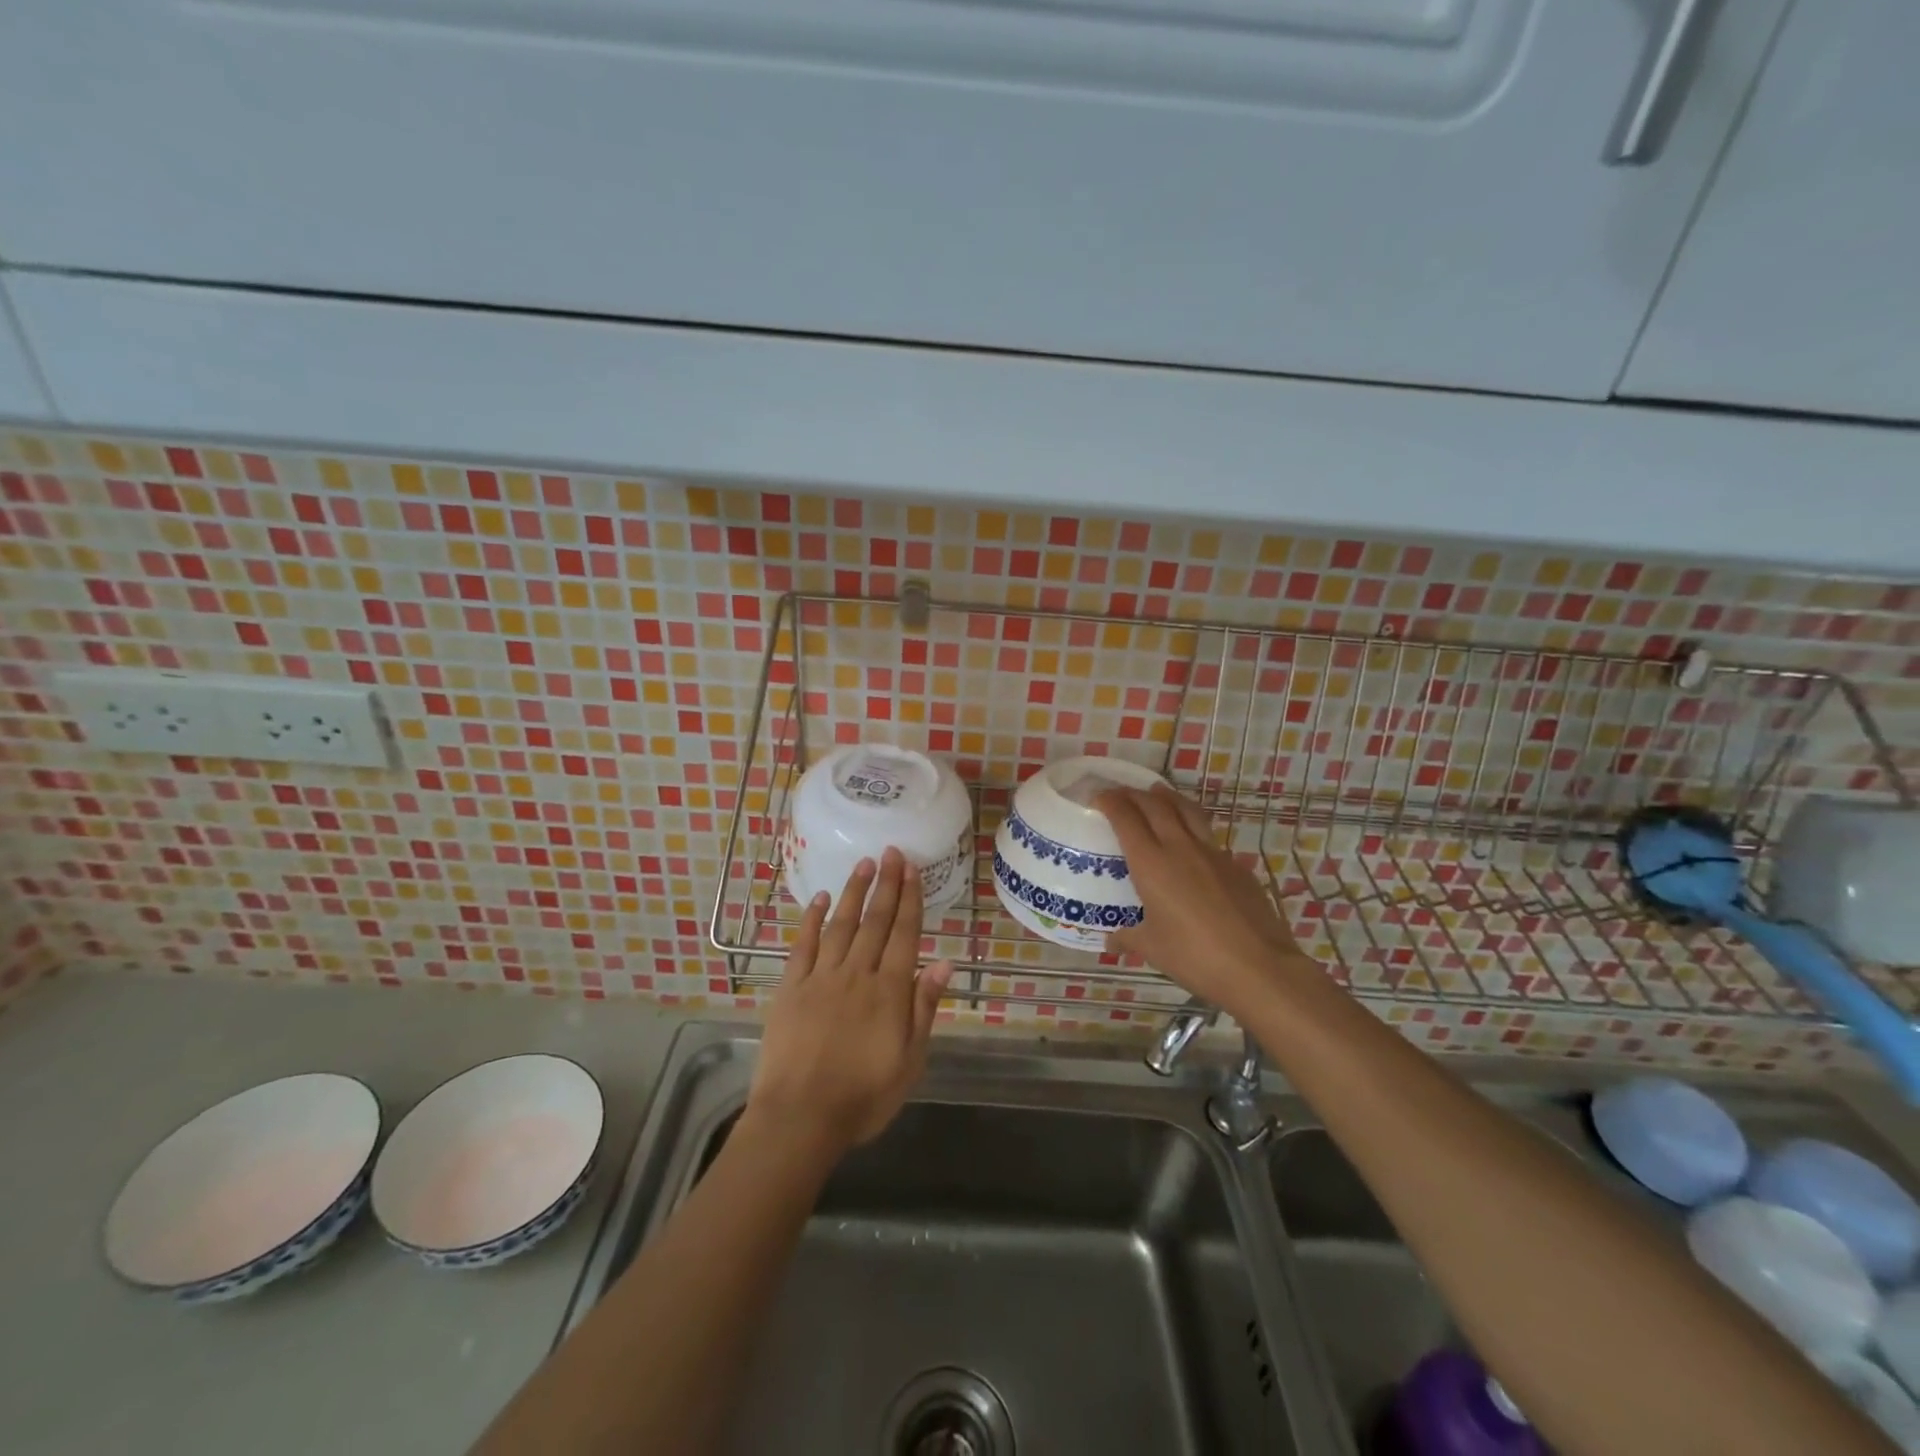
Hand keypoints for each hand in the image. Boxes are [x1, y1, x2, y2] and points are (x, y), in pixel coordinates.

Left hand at [746, 849, 952, 1162]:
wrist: (800, 1118)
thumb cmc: (863, 1097)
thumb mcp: (909, 1062)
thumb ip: (925, 1008)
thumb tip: (945, 963)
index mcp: (889, 991)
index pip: (904, 934)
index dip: (909, 899)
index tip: (911, 869)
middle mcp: (857, 974)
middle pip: (875, 921)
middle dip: (886, 884)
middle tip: (891, 852)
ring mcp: (821, 978)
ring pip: (841, 924)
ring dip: (854, 892)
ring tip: (864, 864)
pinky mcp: (791, 988)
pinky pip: (803, 945)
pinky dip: (812, 919)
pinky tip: (820, 899)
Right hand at [1097, 784, 1311, 1020]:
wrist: (1259, 966)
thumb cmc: (1195, 956)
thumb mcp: (1153, 949)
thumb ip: (1129, 938)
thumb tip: (1112, 940)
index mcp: (1151, 864)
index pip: (1126, 818)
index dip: (1110, 802)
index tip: (1098, 797)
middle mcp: (1180, 848)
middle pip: (1155, 805)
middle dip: (1134, 794)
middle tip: (1121, 793)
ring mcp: (1213, 854)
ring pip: (1187, 810)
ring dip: (1167, 797)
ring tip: (1157, 793)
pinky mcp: (1237, 865)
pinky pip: (1209, 836)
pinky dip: (1193, 827)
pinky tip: (1192, 843)